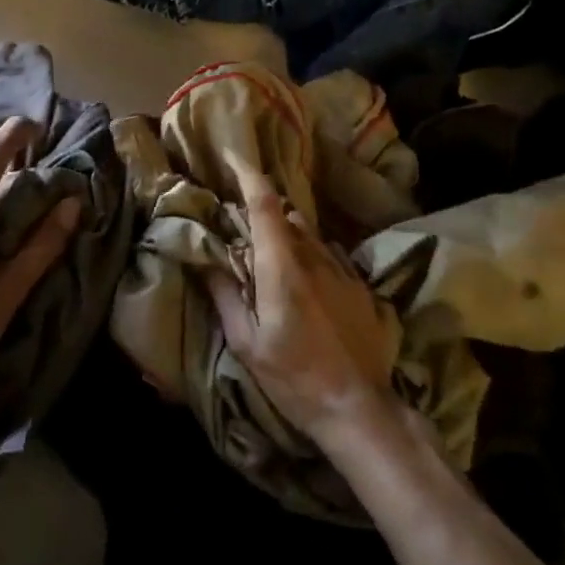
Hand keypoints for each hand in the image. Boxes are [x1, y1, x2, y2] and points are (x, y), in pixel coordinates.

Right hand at [206, 156, 403, 445]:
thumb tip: (205, 260)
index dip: (248, 174)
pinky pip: (328, 255)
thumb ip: (225, 295)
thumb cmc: (294, 378)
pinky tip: (304, 283)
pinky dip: (309, 255)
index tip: (232, 155)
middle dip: (263, 213)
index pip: (266, 204)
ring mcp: (342, 270)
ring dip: (286, 235)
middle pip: (286, 216)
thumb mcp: (246, 344)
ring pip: (308, 234)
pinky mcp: (359, 286)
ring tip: (271, 258)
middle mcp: (314, 257)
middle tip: (241, 229)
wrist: (359, 409)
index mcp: (282, 267)